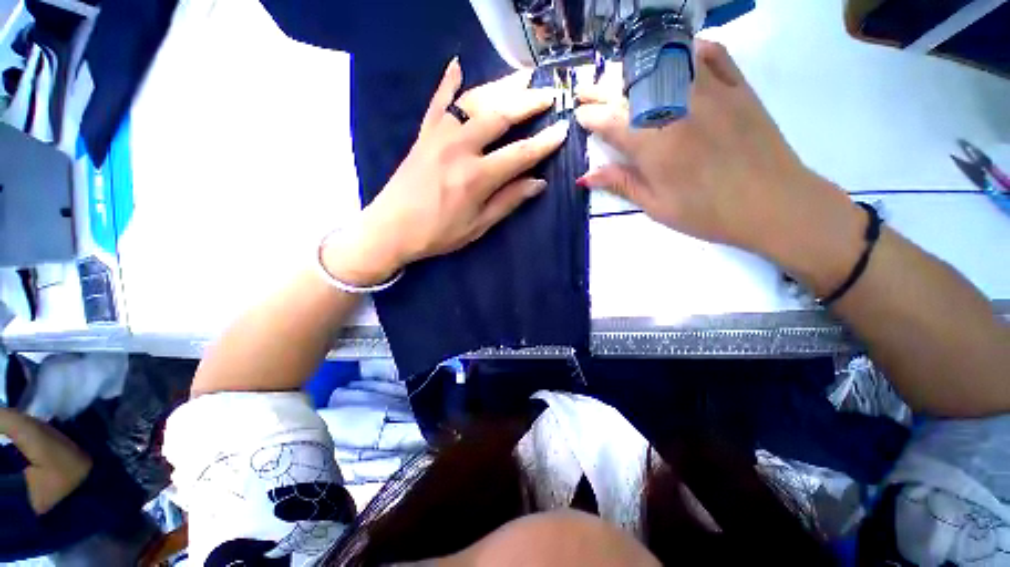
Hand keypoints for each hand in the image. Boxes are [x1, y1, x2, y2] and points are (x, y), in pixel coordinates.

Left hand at [324, 58, 569, 285]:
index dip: (544, 143)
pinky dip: (448, 82)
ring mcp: (439, 136)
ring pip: (474, 101)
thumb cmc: (438, 233)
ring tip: (522, 78)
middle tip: (548, 94)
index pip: (520, 154)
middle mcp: (460, 148)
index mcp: (477, 177)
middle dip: (528, 103)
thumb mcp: (478, 225)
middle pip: (500, 116)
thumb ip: (508, 201)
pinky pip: (438, 101)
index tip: (562, 130)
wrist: (391, 228)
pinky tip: (457, 65)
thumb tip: (538, 183)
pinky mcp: (424, 134)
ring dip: (501, 87)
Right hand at [575, 41, 855, 260]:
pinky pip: (711, 54)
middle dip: (602, 89)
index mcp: (653, 145)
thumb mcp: (656, 206)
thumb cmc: (707, 213)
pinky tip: (675, 58)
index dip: (591, 117)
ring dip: (635, 68)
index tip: (580, 116)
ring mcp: (709, 92)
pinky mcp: (737, 86)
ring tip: (620, 77)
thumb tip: (585, 176)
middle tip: (588, 92)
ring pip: (664, 65)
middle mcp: (676, 110)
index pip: (611, 122)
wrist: (773, 203)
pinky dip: (689, 51)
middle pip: (630, 90)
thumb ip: (621, 184)